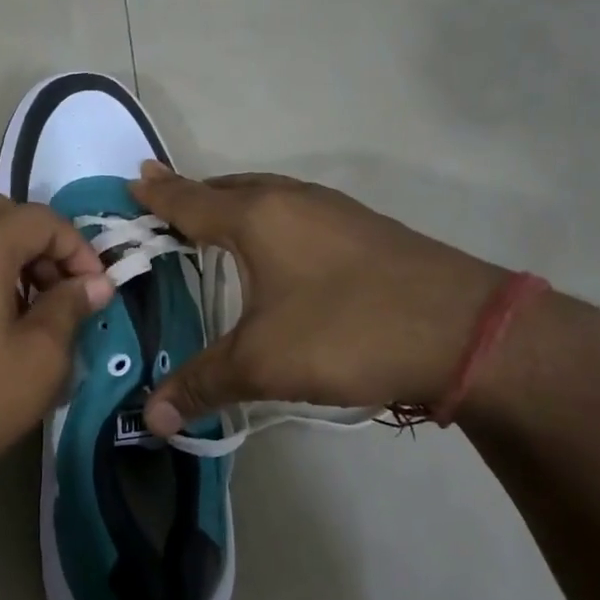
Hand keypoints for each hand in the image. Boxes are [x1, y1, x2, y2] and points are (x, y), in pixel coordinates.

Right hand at [129, 162, 507, 435]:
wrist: (468, 332)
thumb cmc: (348, 332)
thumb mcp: (263, 363)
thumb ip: (202, 385)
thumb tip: (149, 418)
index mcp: (256, 217)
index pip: (189, 200)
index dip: (157, 194)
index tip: (131, 181)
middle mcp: (291, 201)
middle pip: (227, 188)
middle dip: (191, 194)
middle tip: (162, 202)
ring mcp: (332, 211)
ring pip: (265, 196)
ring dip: (232, 204)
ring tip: (210, 222)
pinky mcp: (362, 230)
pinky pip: (293, 212)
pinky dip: (266, 219)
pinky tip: (274, 250)